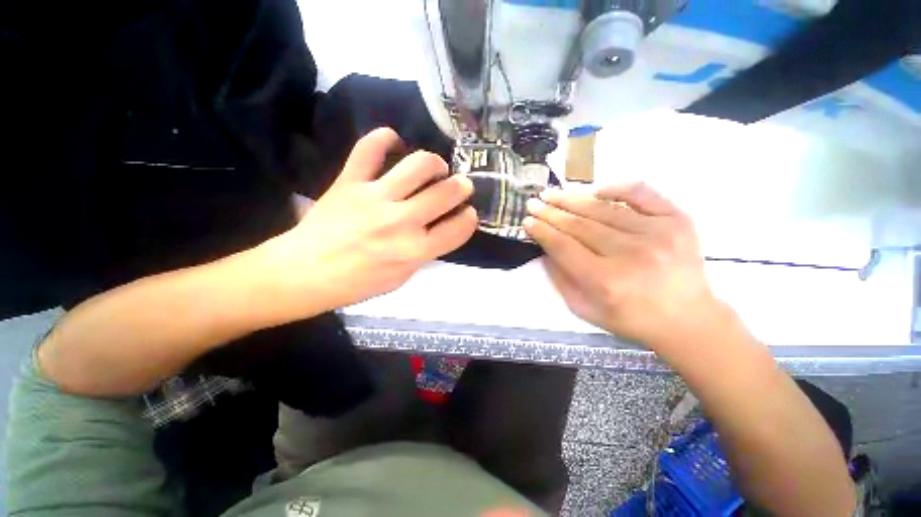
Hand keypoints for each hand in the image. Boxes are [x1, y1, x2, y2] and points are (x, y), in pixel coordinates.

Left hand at [265, 128, 476, 312]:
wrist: (305, 273)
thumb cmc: (357, 282)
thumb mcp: (401, 277)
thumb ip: (424, 252)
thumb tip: (438, 228)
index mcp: (414, 251)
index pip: (457, 229)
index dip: (469, 219)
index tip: (468, 213)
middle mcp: (401, 222)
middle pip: (445, 193)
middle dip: (461, 186)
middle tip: (460, 185)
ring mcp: (375, 198)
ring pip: (418, 165)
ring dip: (435, 163)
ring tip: (435, 168)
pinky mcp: (350, 182)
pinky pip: (370, 148)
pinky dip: (384, 138)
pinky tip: (394, 141)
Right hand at [524, 183, 726, 351]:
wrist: (688, 319)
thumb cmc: (631, 319)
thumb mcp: (584, 310)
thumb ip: (560, 279)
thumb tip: (545, 249)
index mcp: (606, 281)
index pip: (563, 246)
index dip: (542, 231)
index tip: (527, 221)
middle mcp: (631, 254)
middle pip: (579, 225)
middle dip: (551, 212)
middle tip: (533, 203)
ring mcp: (657, 233)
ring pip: (603, 208)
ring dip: (572, 199)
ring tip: (552, 193)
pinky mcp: (677, 220)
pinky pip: (641, 193)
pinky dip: (615, 187)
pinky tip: (595, 189)